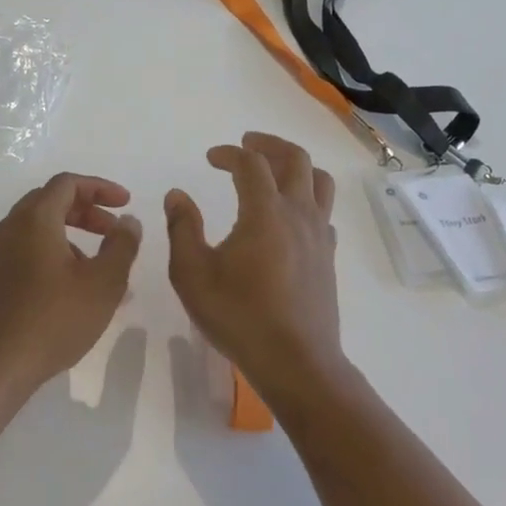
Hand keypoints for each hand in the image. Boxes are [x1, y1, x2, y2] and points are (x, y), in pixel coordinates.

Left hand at [0, 174, 142, 403]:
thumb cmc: (53, 322)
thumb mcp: (103, 284)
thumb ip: (122, 246)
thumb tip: (128, 221)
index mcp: (34, 221)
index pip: (67, 184)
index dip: (100, 187)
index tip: (125, 204)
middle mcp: (7, 230)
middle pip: (48, 203)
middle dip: (85, 211)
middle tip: (112, 232)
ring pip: (34, 231)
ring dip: (68, 238)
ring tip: (94, 270)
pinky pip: (20, 255)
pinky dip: (47, 257)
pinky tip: (64, 292)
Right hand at [164, 133, 345, 400]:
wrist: (296, 361)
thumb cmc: (239, 316)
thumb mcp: (193, 275)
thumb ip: (182, 229)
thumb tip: (177, 195)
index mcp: (265, 212)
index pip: (250, 163)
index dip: (229, 153)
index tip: (210, 158)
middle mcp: (298, 214)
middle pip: (295, 159)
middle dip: (269, 144)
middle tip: (247, 144)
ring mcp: (319, 234)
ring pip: (318, 181)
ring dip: (296, 165)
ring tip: (274, 169)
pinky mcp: (327, 256)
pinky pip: (323, 211)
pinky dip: (307, 198)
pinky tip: (289, 215)